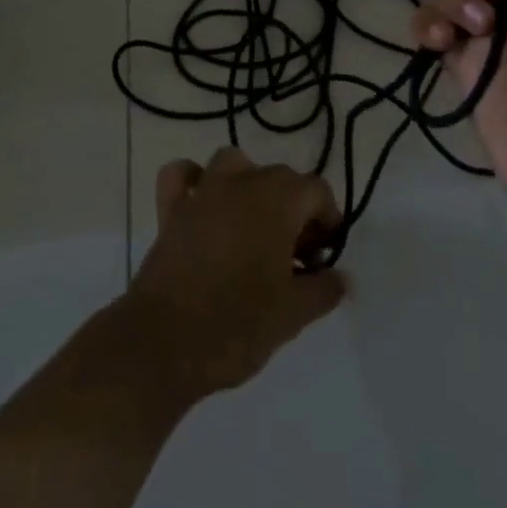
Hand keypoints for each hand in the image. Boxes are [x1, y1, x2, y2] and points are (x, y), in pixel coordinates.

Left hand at [122, 149, 345, 400]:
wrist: (165, 343)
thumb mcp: (293, 314)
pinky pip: (183, 177)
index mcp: (278, 200)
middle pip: (281, 177)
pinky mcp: (171, 210)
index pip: (316, 190)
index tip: (324, 257)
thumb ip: (324, 289)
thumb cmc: (238, 324)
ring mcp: (204, 192)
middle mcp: (242, 182)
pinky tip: (203, 204)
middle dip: (295, 209)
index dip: (328, 219)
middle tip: (297, 258)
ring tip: (255, 225)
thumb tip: (341, 278)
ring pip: (235, 165)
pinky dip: (194, 181)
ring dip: (251, 185)